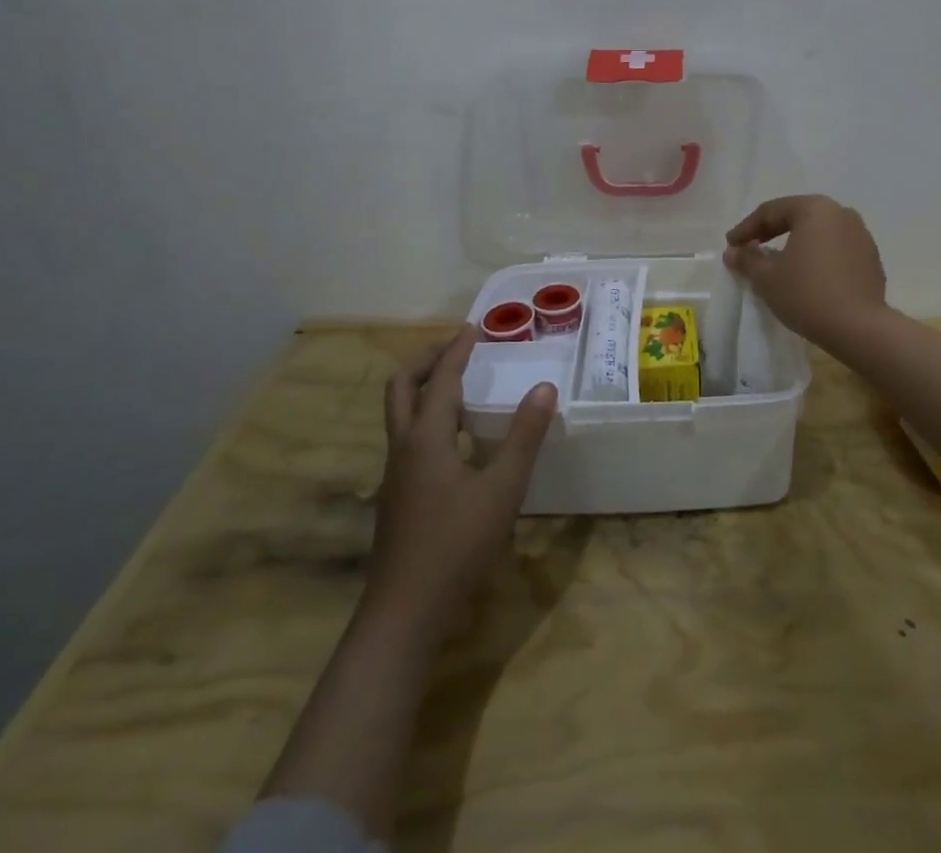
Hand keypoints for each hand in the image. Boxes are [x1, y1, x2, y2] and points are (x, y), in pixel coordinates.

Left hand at [365, 327, 557, 643]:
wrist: (404, 613)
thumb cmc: (456, 544)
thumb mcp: (502, 488)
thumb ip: (524, 436)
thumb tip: (545, 387)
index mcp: (425, 438)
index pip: (441, 379)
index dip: (457, 351)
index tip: (473, 328)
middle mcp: (403, 448)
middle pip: (401, 387)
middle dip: (426, 359)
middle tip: (456, 346)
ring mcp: (395, 474)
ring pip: (400, 413)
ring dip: (423, 386)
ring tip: (458, 381)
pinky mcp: (398, 495)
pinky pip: (407, 437)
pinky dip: (426, 415)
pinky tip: (455, 436)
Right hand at [724, 195, 888, 349]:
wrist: (859, 328)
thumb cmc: (806, 294)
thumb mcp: (767, 278)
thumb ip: (747, 259)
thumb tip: (733, 252)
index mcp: (815, 209)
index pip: (772, 211)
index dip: (747, 228)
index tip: (730, 245)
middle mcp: (841, 213)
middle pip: (797, 216)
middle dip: (771, 232)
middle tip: (750, 248)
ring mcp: (861, 235)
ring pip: (819, 232)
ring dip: (796, 243)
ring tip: (777, 262)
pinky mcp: (871, 258)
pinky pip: (836, 249)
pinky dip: (818, 256)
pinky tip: (807, 275)